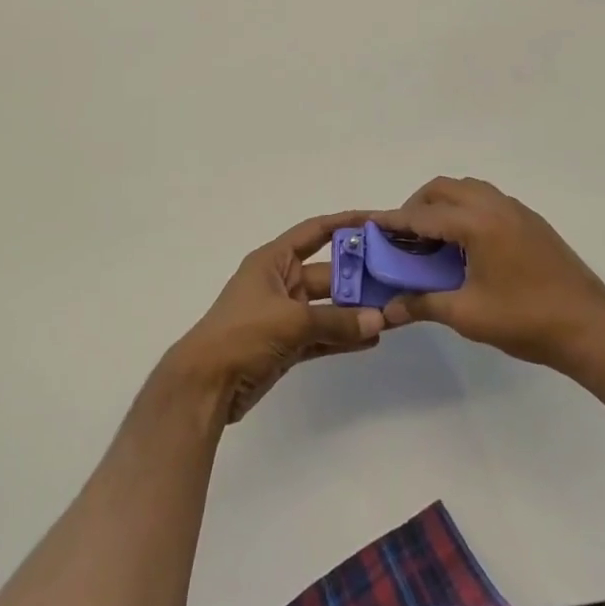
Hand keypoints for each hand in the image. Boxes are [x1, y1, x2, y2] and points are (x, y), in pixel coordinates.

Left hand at [170, 212, 384, 422]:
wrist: (205, 384)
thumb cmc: (242, 335)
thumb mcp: (291, 321)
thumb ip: (336, 322)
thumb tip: (379, 321)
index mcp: (273, 261)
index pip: (314, 232)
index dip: (344, 223)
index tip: (378, 221)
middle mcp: (280, 282)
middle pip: (328, 273)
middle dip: (360, 277)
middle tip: (398, 279)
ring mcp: (283, 315)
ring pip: (328, 308)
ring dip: (356, 311)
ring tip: (394, 312)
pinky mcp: (286, 345)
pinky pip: (322, 335)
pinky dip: (343, 337)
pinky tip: (373, 338)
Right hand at [376, 177, 604, 369]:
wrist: (591, 328)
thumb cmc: (525, 320)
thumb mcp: (467, 315)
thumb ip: (423, 304)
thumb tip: (388, 310)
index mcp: (477, 223)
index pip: (423, 215)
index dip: (393, 221)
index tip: (369, 226)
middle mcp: (495, 206)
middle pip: (443, 189)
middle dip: (417, 206)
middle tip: (403, 238)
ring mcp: (516, 211)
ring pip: (468, 190)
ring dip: (444, 204)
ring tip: (433, 240)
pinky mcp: (531, 222)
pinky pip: (488, 200)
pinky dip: (467, 210)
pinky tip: (466, 246)